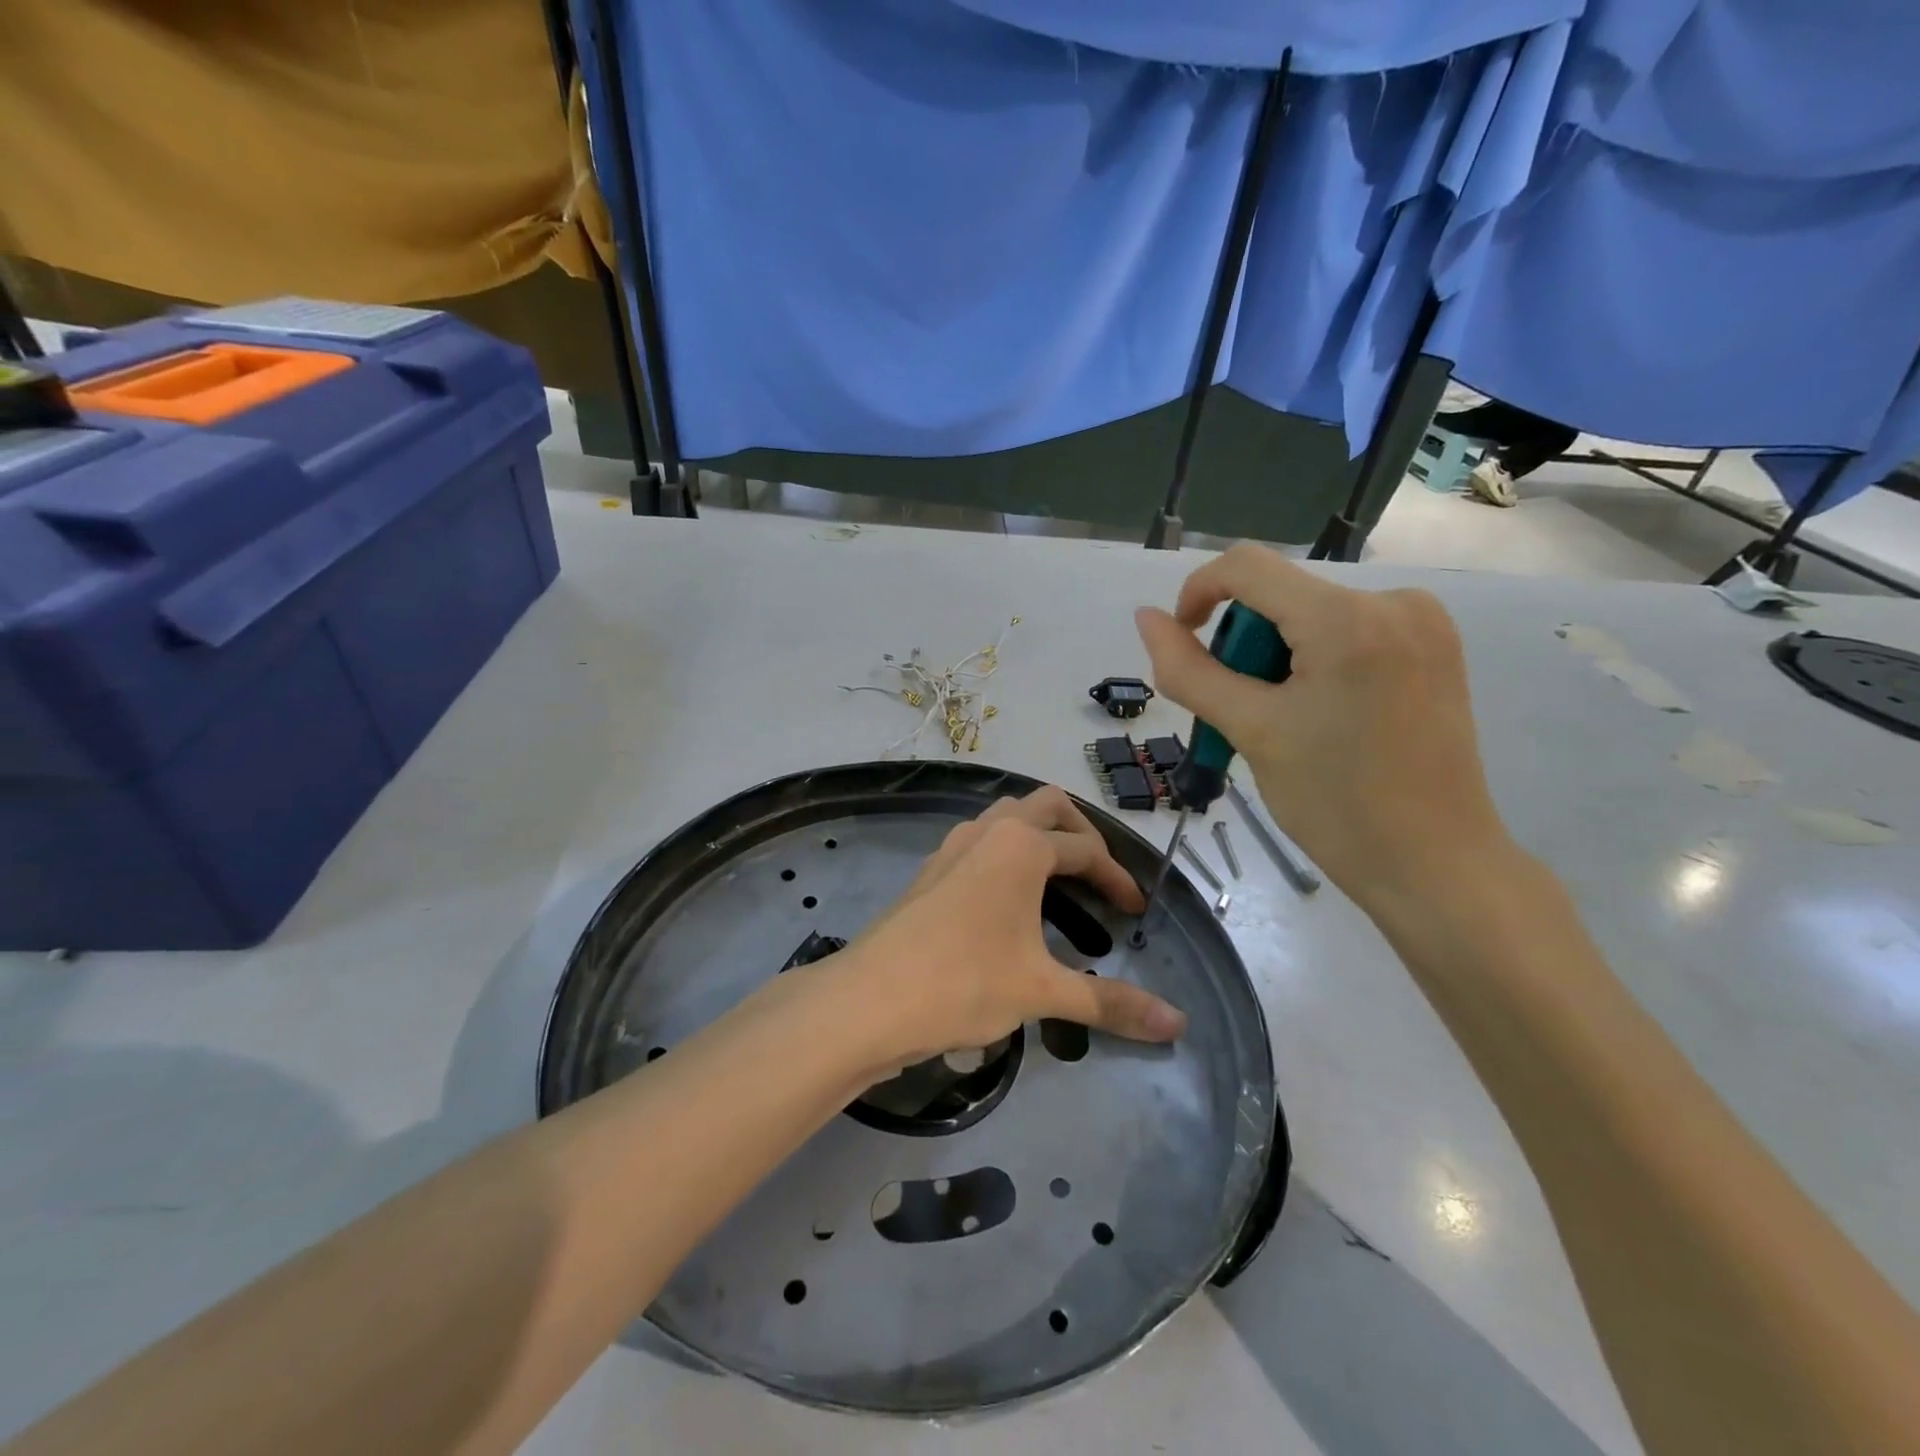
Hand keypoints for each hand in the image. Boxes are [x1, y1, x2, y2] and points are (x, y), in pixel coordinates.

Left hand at [836, 786, 1185, 1072]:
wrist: (869, 1000)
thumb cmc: (963, 983)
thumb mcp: (1042, 991)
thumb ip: (1110, 1003)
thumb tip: (1177, 1025)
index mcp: (1021, 845)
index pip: (1086, 849)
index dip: (1118, 878)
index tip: (1136, 911)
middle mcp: (987, 831)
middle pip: (1047, 806)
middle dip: (1080, 834)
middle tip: (1097, 876)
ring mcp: (952, 847)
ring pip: (1006, 817)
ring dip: (1038, 836)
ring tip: (1058, 880)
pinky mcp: (929, 870)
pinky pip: (980, 842)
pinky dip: (1006, 853)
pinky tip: (1007, 900)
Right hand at [1134, 542, 1511, 911]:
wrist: (1435, 865)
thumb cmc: (1335, 803)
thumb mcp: (1250, 731)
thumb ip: (1188, 670)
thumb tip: (1146, 618)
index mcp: (1347, 618)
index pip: (1246, 566)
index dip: (1198, 593)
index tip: (1183, 643)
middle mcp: (1395, 600)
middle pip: (1281, 594)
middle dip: (1245, 643)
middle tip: (1246, 712)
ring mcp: (1424, 622)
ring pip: (1312, 614)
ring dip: (1278, 656)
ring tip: (1286, 722)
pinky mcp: (1436, 646)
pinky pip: (1349, 630)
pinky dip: (1316, 661)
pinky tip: (1324, 715)